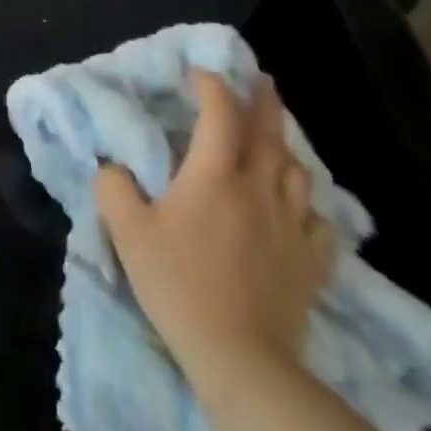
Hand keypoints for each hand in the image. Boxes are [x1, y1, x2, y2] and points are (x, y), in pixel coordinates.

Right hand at [93, 70, 334, 372]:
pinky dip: (307, 203)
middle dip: (263, 101)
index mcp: (214, 175)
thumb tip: (113, 168)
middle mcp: (259, 189)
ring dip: (285, 147)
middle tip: (261, 79)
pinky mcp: (310, 262)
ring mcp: (291, 226)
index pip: (219, 114)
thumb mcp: (126, 231)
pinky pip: (317, 220)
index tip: (199, 73)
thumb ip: (112, 187)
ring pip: (298, 172)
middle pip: (269, 133)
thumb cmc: (178, 283)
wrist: (241, 357)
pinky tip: (300, 207)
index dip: (212, 86)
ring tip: (276, 139)